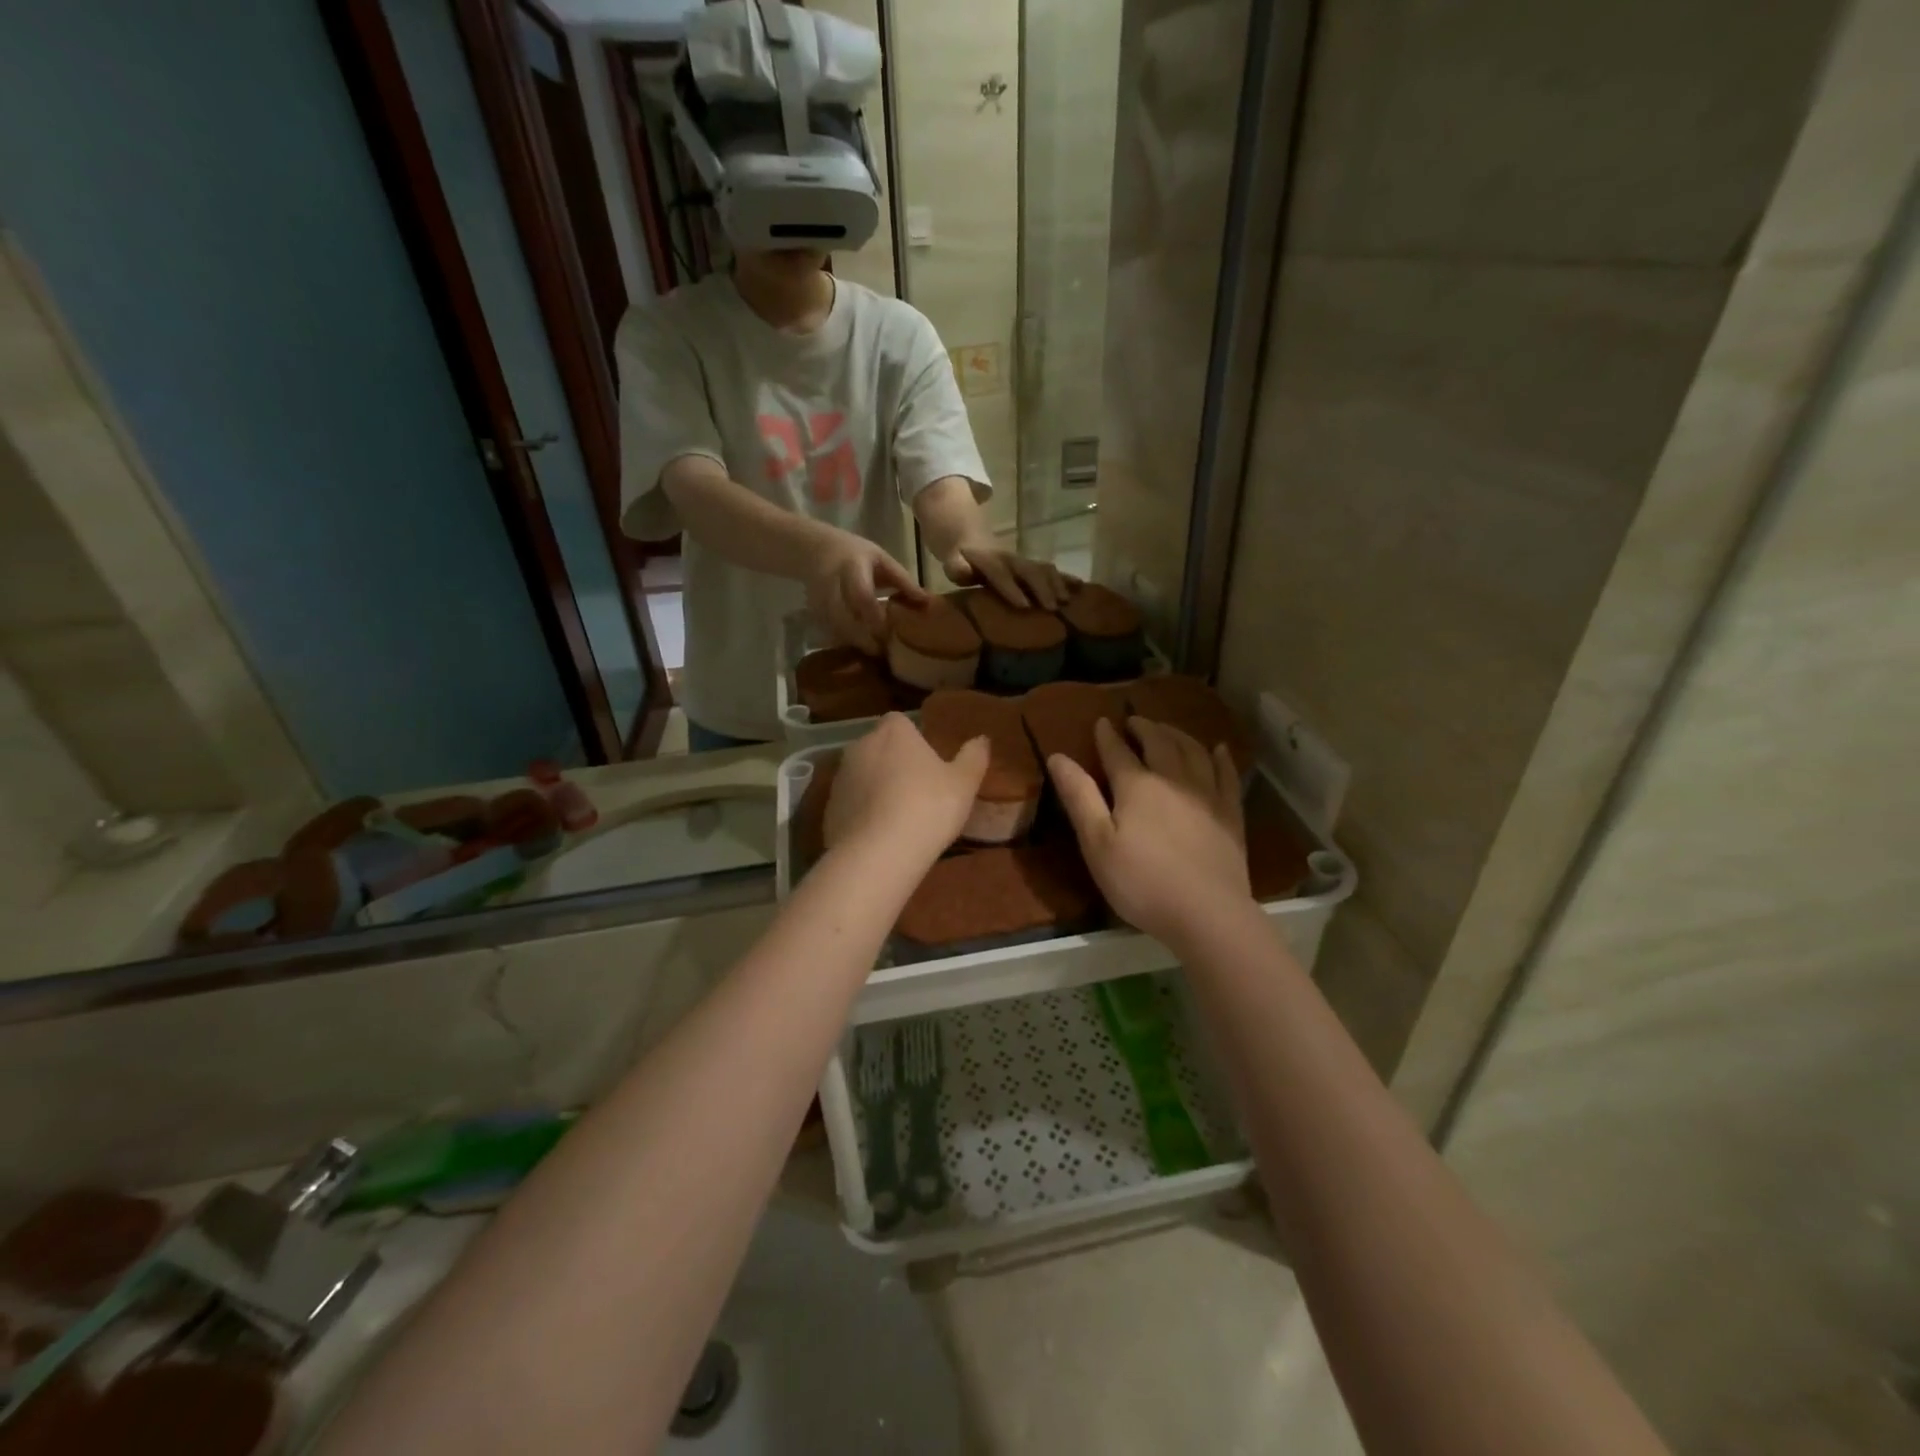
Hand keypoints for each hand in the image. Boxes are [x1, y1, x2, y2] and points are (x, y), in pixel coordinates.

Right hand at [808, 531, 925, 653]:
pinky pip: (832, 633)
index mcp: (852, 568)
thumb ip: (902, 579)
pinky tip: (861, 645)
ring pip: (838, 630)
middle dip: (866, 639)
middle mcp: (832, 587)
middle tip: (885, 651)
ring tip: (876, 651)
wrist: (814, 550)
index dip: (876, 617)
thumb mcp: (880, 558)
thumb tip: (926, 601)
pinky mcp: (815, 614)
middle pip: (846, 620)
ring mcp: (819, 602)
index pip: (862, 596)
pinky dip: (848, 642)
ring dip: (857, 643)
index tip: (891, 632)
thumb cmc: (854, 552)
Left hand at [825, 713, 988, 866]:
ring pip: (862, 775)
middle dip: (894, 762)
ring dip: (876, 788)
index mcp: (893, 732)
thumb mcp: (964, 783)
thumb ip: (973, 757)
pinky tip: (879, 836)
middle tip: (918, 790)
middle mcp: (860, 746)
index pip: (900, 722)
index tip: (928, 761)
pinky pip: (851, 804)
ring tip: (899, 816)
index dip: (914, 739)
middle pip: (879, 747)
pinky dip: (862, 813)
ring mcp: (839, 778)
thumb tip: (981, 738)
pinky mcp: (828, 809)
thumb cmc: (927, 807)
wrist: (878, 854)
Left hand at [942, 540, 1070, 610]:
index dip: (1012, 589)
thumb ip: (957, 567)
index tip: (1024, 606)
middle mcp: (1011, 560)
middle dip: (1041, 588)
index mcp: (989, 561)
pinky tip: (1082, 590)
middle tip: (1052, 608)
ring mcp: (1025, 561)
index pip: (1001, 574)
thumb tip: (964, 572)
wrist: (971, 539)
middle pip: (1029, 571)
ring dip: (1057, 584)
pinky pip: (1053, 571)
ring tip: (1067, 602)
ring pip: (1044, 569)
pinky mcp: (1034, 566)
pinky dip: (1068, 579)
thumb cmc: (961, 560)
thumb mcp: (952, 562)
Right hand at [1047, 717, 1249, 946]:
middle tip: (1135, 720)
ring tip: (1168, 730)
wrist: (1207, 913)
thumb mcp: (1097, 843)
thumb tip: (1057, 756)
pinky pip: (1227, 775)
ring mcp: (1207, 795)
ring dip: (1178, 735)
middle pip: (1160, 743)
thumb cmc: (1142, 881)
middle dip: (1145, 728)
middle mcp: (1174, 779)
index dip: (1107, 736)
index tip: (1101, 722)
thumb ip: (1079, 797)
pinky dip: (1221, 758)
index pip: (1117, 752)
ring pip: (1194, 751)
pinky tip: (1219, 750)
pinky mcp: (1231, 814)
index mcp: (1137, 786)